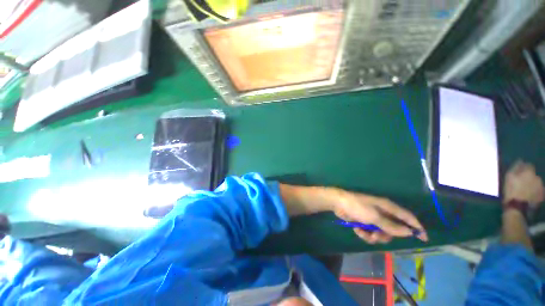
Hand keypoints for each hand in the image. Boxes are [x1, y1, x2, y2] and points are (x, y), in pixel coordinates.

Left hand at [333, 190, 427, 243]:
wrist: (338, 203)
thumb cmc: (357, 207)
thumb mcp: (374, 217)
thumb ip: (391, 225)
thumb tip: (409, 232)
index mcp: (387, 207)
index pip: (407, 217)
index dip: (417, 227)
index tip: (424, 239)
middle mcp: (382, 213)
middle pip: (393, 230)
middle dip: (386, 235)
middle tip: (377, 234)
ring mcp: (373, 218)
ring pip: (381, 234)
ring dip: (373, 236)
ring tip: (364, 232)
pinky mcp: (364, 222)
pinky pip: (370, 233)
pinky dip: (364, 234)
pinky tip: (357, 229)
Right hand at [504, 161, 544, 207]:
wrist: (518, 207)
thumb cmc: (511, 190)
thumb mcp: (509, 177)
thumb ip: (516, 167)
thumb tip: (520, 161)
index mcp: (529, 172)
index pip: (529, 165)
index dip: (524, 168)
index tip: (519, 172)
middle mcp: (537, 177)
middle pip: (533, 175)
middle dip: (529, 177)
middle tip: (522, 183)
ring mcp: (541, 187)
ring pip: (537, 183)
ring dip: (532, 185)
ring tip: (526, 190)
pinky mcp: (542, 195)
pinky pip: (539, 191)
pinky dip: (535, 192)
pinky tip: (530, 196)